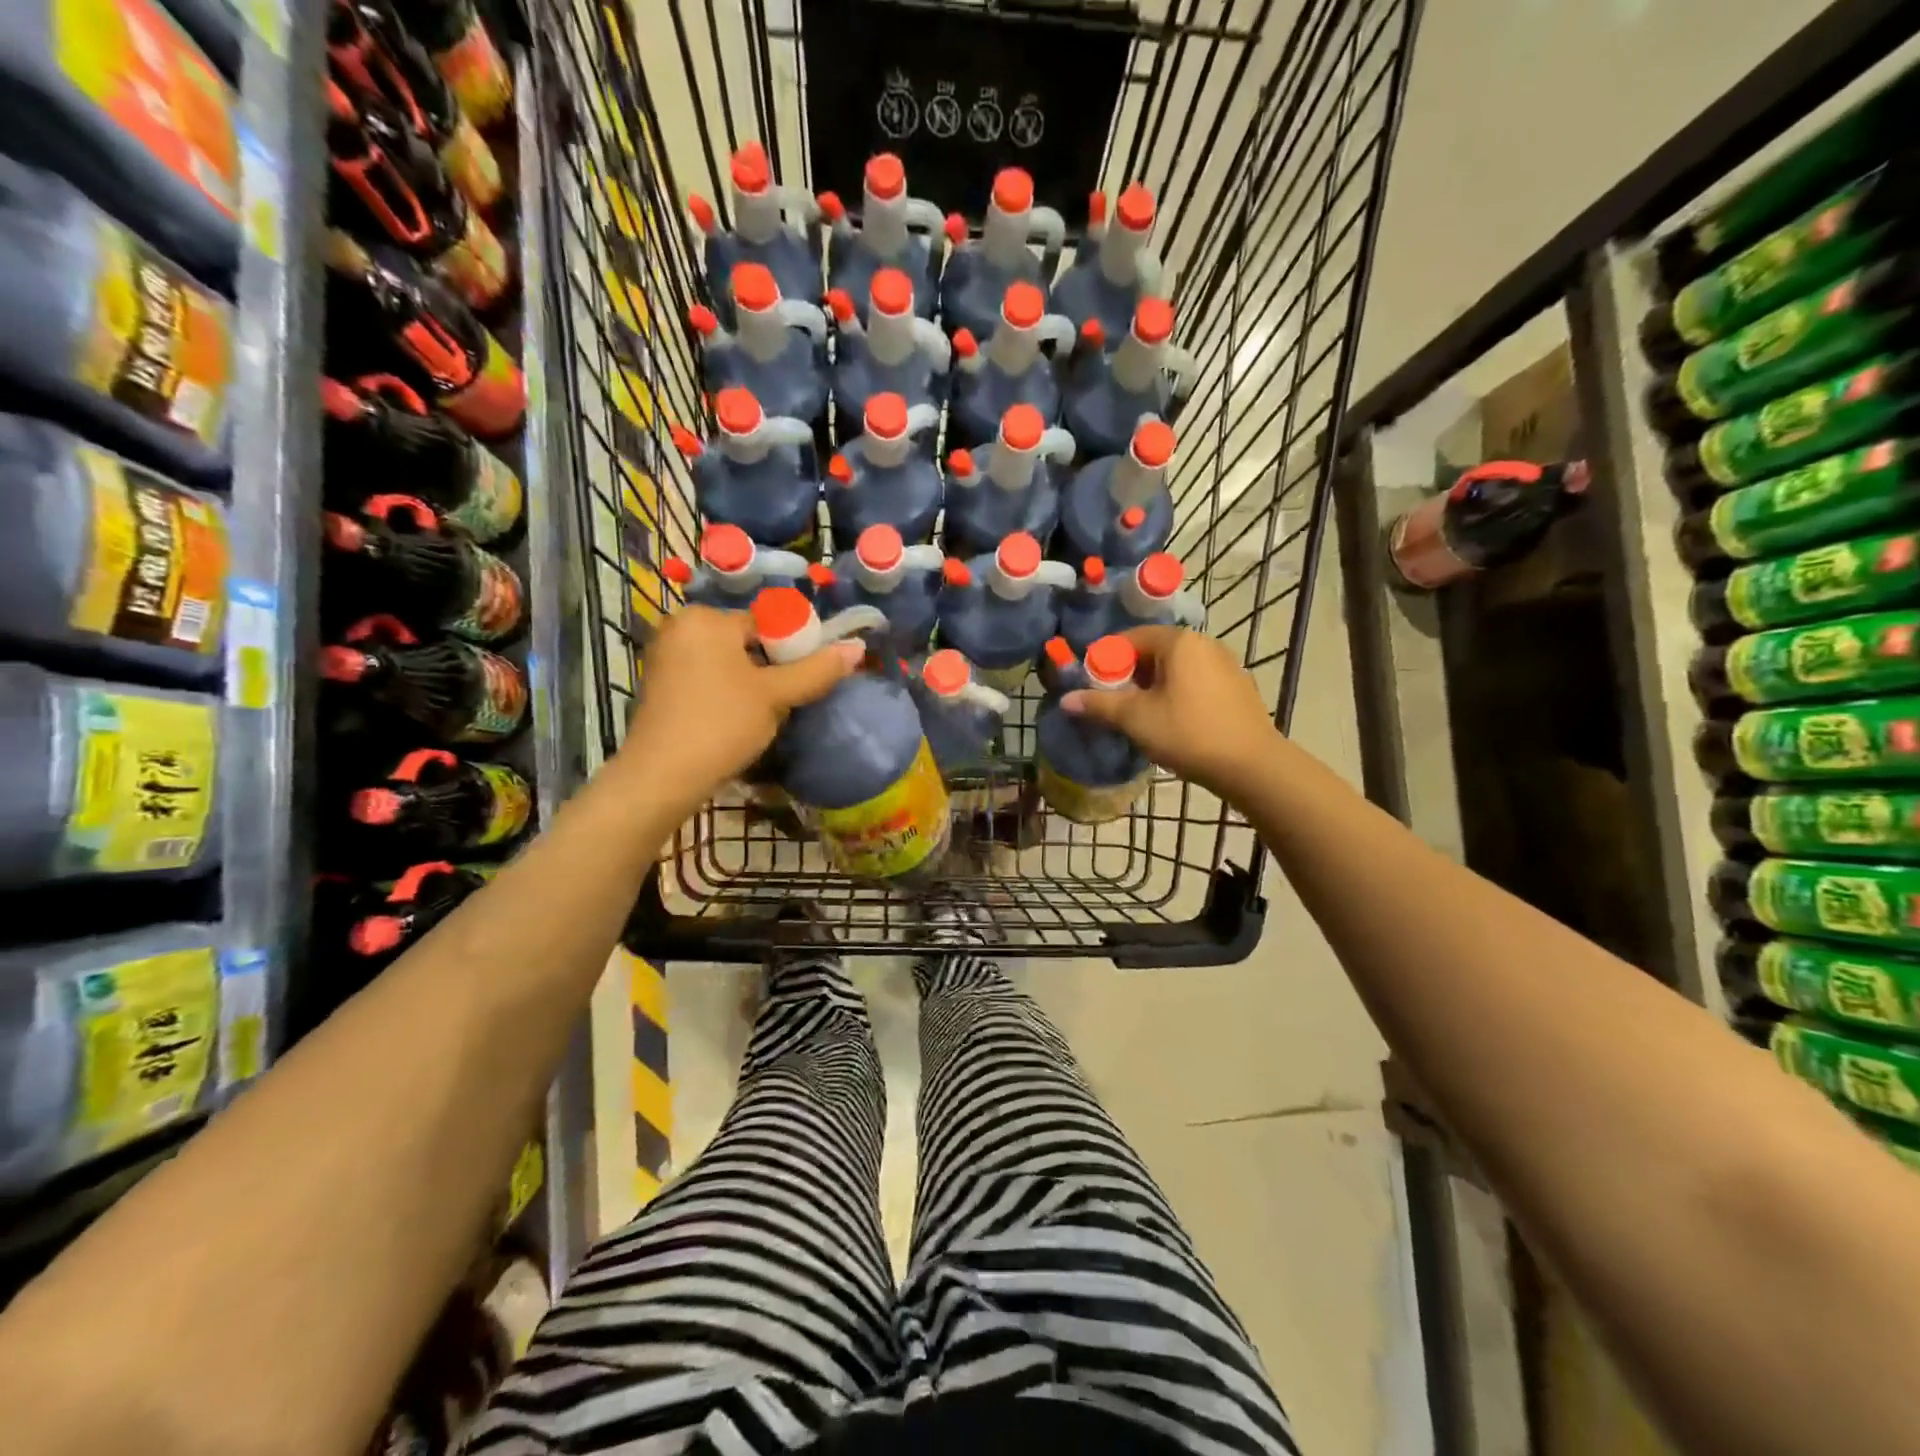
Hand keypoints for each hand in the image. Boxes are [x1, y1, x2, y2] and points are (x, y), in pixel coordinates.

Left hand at [619, 607, 861, 806]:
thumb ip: (817, 670)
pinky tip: (735, 720)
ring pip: (727, 661)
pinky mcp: (659, 684)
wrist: (662, 776)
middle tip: (786, 701)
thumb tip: (856, 648)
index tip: (806, 679)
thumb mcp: (776, 695)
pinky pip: (706, 677)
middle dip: (770, 668)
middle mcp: (679, 627)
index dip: (794, 650)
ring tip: (763, 714)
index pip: (767, 623)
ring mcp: (664, 656)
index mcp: (705, 618)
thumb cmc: (722, 724)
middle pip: (746, 641)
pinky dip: (726, 692)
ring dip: (750, 683)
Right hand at [1062, 626, 1280, 796]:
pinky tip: (1171, 723)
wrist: (1251, 766)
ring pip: (1174, 669)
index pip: (1129, 638)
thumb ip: (1098, 705)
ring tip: (1139, 717)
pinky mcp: (1237, 687)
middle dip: (1128, 675)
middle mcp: (1204, 643)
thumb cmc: (1188, 733)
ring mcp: (1225, 664)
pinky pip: (1195, 682)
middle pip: (1152, 652)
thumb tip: (1065, 700)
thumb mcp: (1136, 719)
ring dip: (1151, 687)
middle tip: (1112, 704)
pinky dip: (1176, 695)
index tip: (1092, 686)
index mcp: (1179, 641)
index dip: (1105, 661)